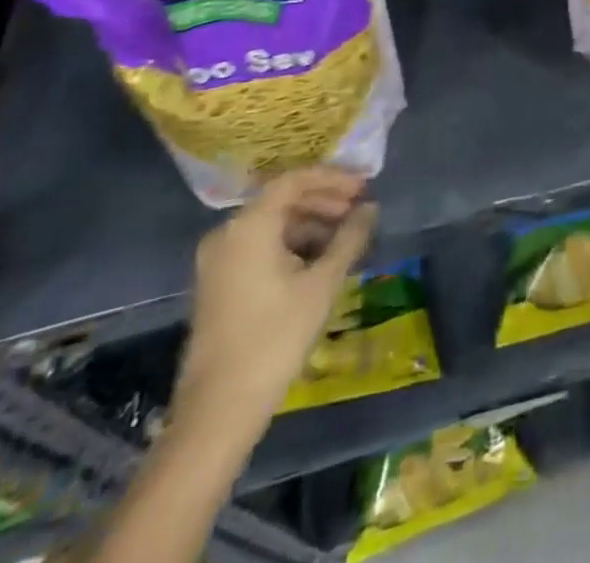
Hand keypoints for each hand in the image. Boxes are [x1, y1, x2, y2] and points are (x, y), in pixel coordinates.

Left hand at [171, 168, 377, 446]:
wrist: (218, 411)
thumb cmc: (274, 337)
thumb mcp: (322, 284)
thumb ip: (349, 238)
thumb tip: (371, 209)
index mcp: (249, 226)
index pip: (294, 180)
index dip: (333, 178)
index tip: (364, 187)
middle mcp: (227, 234)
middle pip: (282, 201)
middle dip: (324, 202)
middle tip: (360, 211)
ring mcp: (218, 261)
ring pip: (272, 225)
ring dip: (311, 225)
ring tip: (346, 238)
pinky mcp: (219, 284)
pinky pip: (260, 247)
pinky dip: (292, 245)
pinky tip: (320, 261)